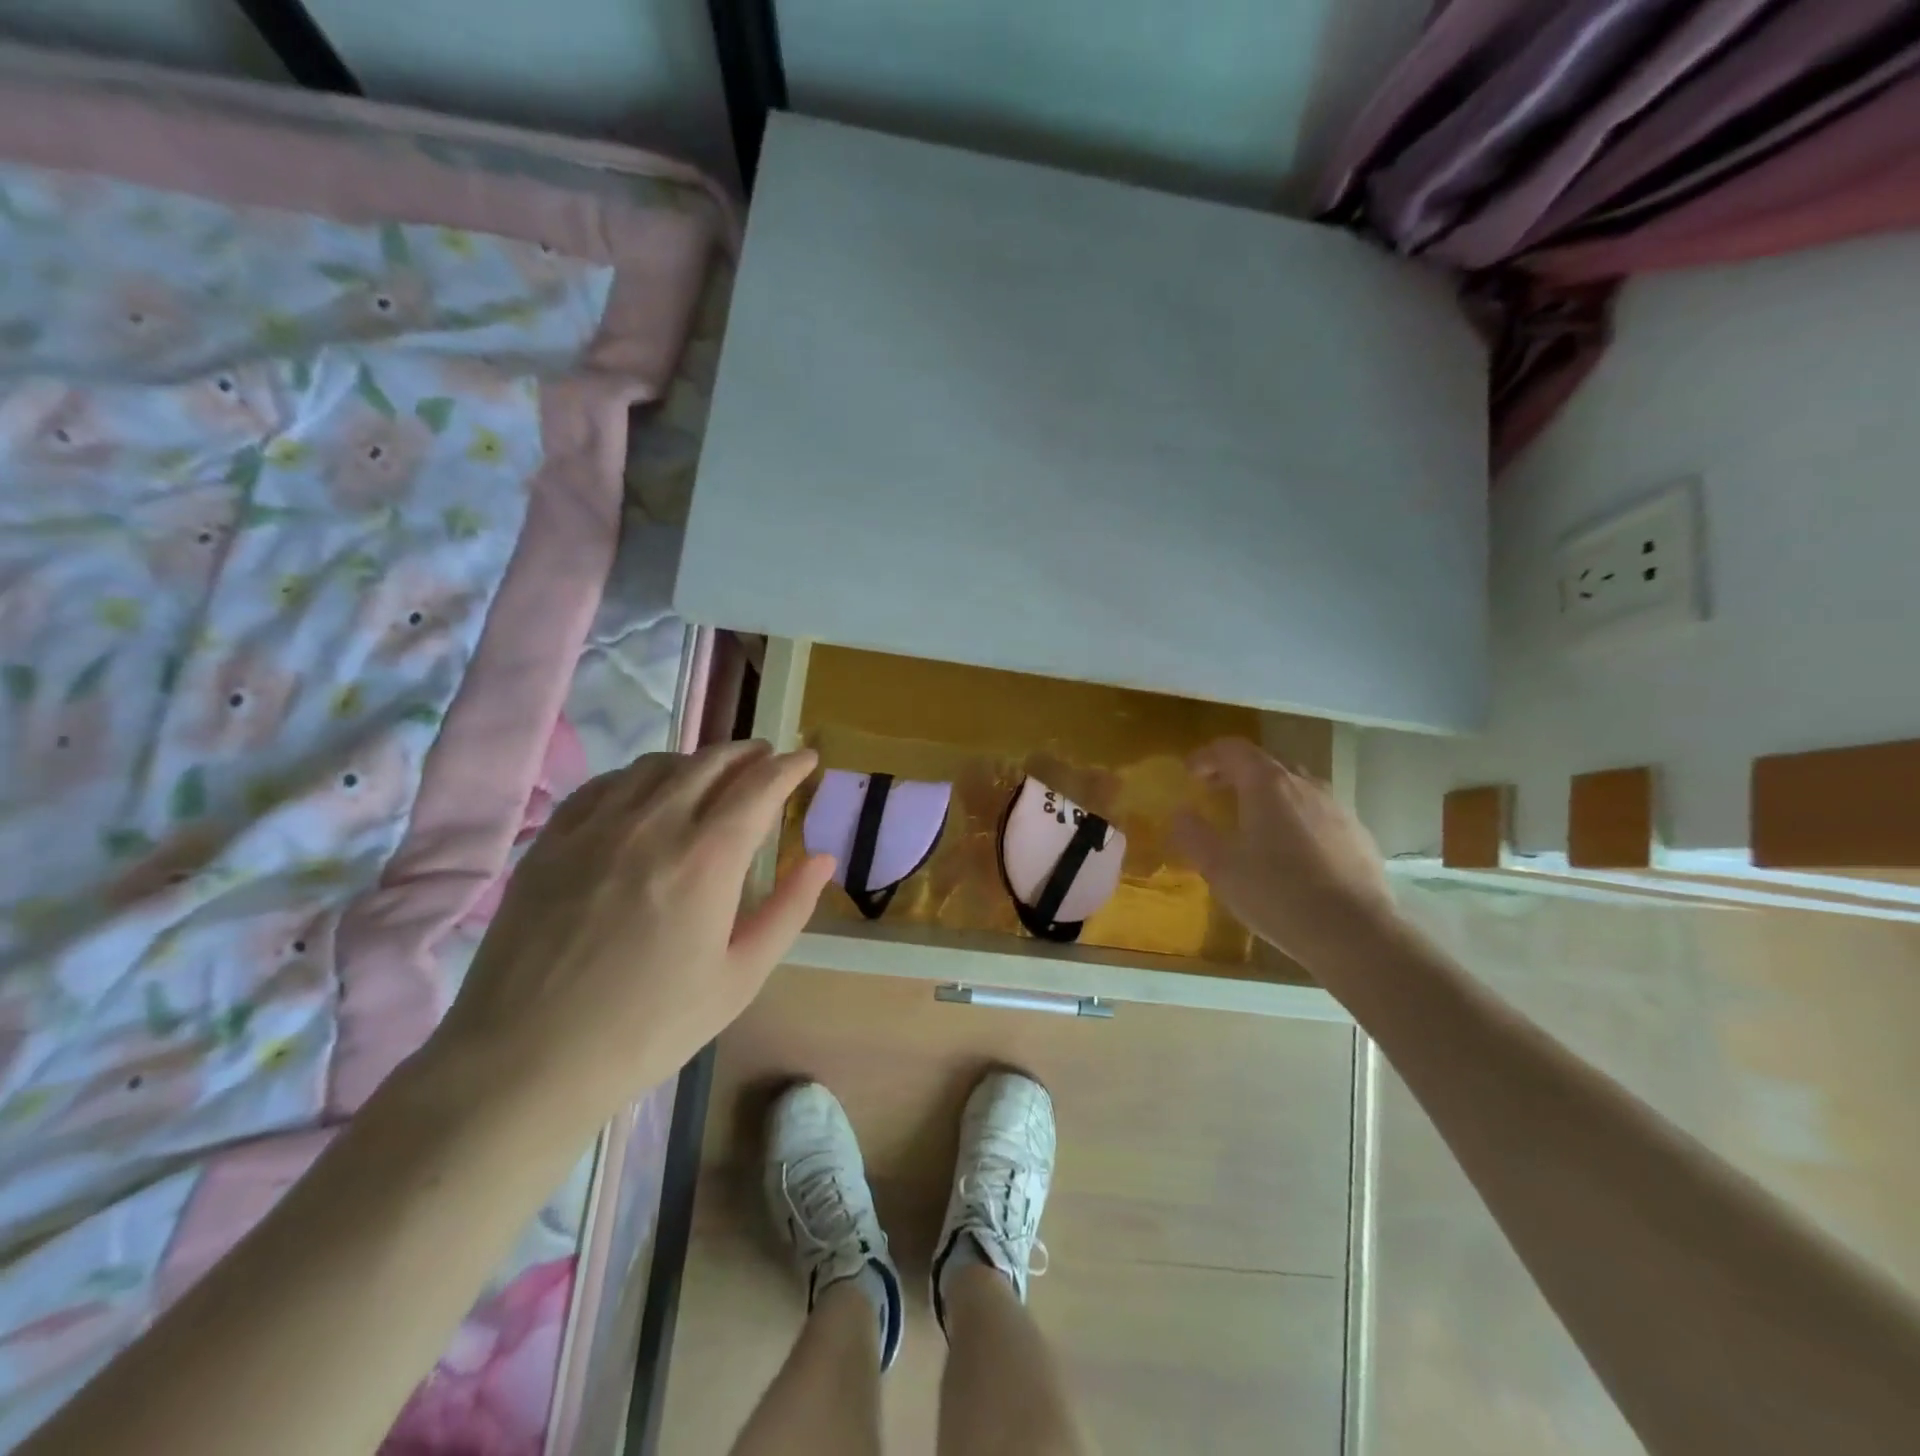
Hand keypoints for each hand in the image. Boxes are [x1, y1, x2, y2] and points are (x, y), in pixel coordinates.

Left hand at [429, 741, 833, 1133]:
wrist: (527, 1061)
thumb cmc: (649, 1028)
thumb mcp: (740, 978)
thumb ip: (788, 910)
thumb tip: (822, 858)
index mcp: (707, 859)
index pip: (760, 787)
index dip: (789, 766)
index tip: (807, 758)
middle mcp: (654, 826)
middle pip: (710, 763)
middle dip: (748, 753)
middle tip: (768, 757)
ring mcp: (596, 828)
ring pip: (657, 766)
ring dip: (697, 760)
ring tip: (714, 772)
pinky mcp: (552, 841)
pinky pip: (604, 784)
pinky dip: (639, 775)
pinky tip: (645, 791)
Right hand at [1170, 738, 1395, 966]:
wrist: (1355, 933)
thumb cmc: (1277, 894)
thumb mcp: (1220, 868)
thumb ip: (1193, 835)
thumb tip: (1180, 813)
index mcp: (1268, 785)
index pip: (1233, 749)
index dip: (1207, 755)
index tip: (1190, 773)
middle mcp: (1305, 785)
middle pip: (1266, 764)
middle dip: (1236, 773)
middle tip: (1214, 793)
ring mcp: (1337, 808)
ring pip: (1295, 787)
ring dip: (1268, 795)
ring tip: (1253, 822)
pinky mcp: (1358, 835)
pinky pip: (1318, 813)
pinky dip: (1296, 818)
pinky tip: (1291, 852)